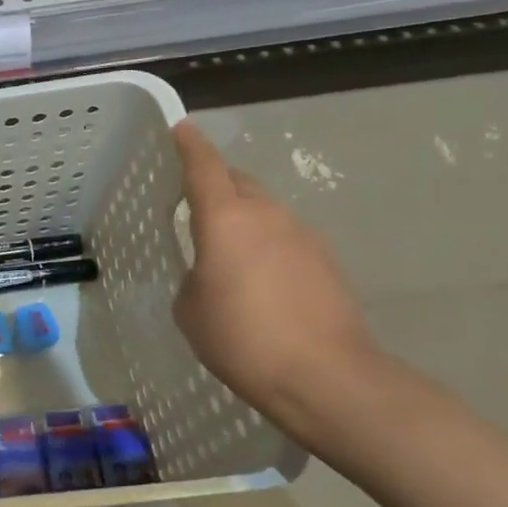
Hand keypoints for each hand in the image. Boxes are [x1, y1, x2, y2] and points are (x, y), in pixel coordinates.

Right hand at [171, 121, 380, 451]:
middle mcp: (267, 215)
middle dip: (215, 182)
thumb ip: (193, 275)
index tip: (179, 129)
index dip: (189, 145)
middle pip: (238, 182)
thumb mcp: (190, 309)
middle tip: (192, 199)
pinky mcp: (326, 262)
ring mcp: (303, 236)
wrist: (327, 378)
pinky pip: (284, 238)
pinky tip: (257, 279)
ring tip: (223, 248)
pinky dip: (265, 244)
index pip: (204, 166)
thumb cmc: (242, 339)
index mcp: (226, 218)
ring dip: (242, 217)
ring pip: (264, 210)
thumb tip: (209, 272)